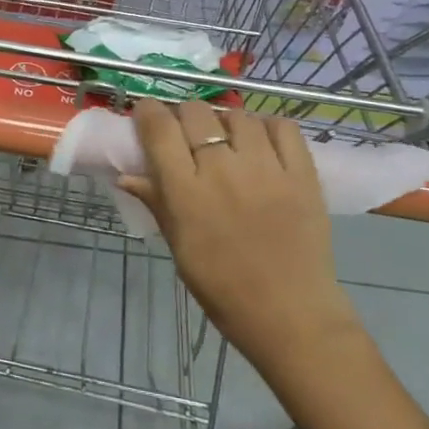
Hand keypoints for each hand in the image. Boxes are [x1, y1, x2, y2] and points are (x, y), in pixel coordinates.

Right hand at [121, 100, 360, 375]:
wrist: (291, 316)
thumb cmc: (224, 288)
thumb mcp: (180, 248)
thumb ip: (157, 203)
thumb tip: (126, 175)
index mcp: (187, 193)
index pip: (160, 129)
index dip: (149, 112)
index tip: (148, 115)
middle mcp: (224, 171)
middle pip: (197, 112)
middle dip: (185, 116)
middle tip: (188, 133)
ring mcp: (267, 169)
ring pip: (238, 115)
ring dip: (226, 123)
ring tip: (228, 141)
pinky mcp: (302, 173)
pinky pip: (282, 126)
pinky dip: (268, 127)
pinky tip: (262, 143)